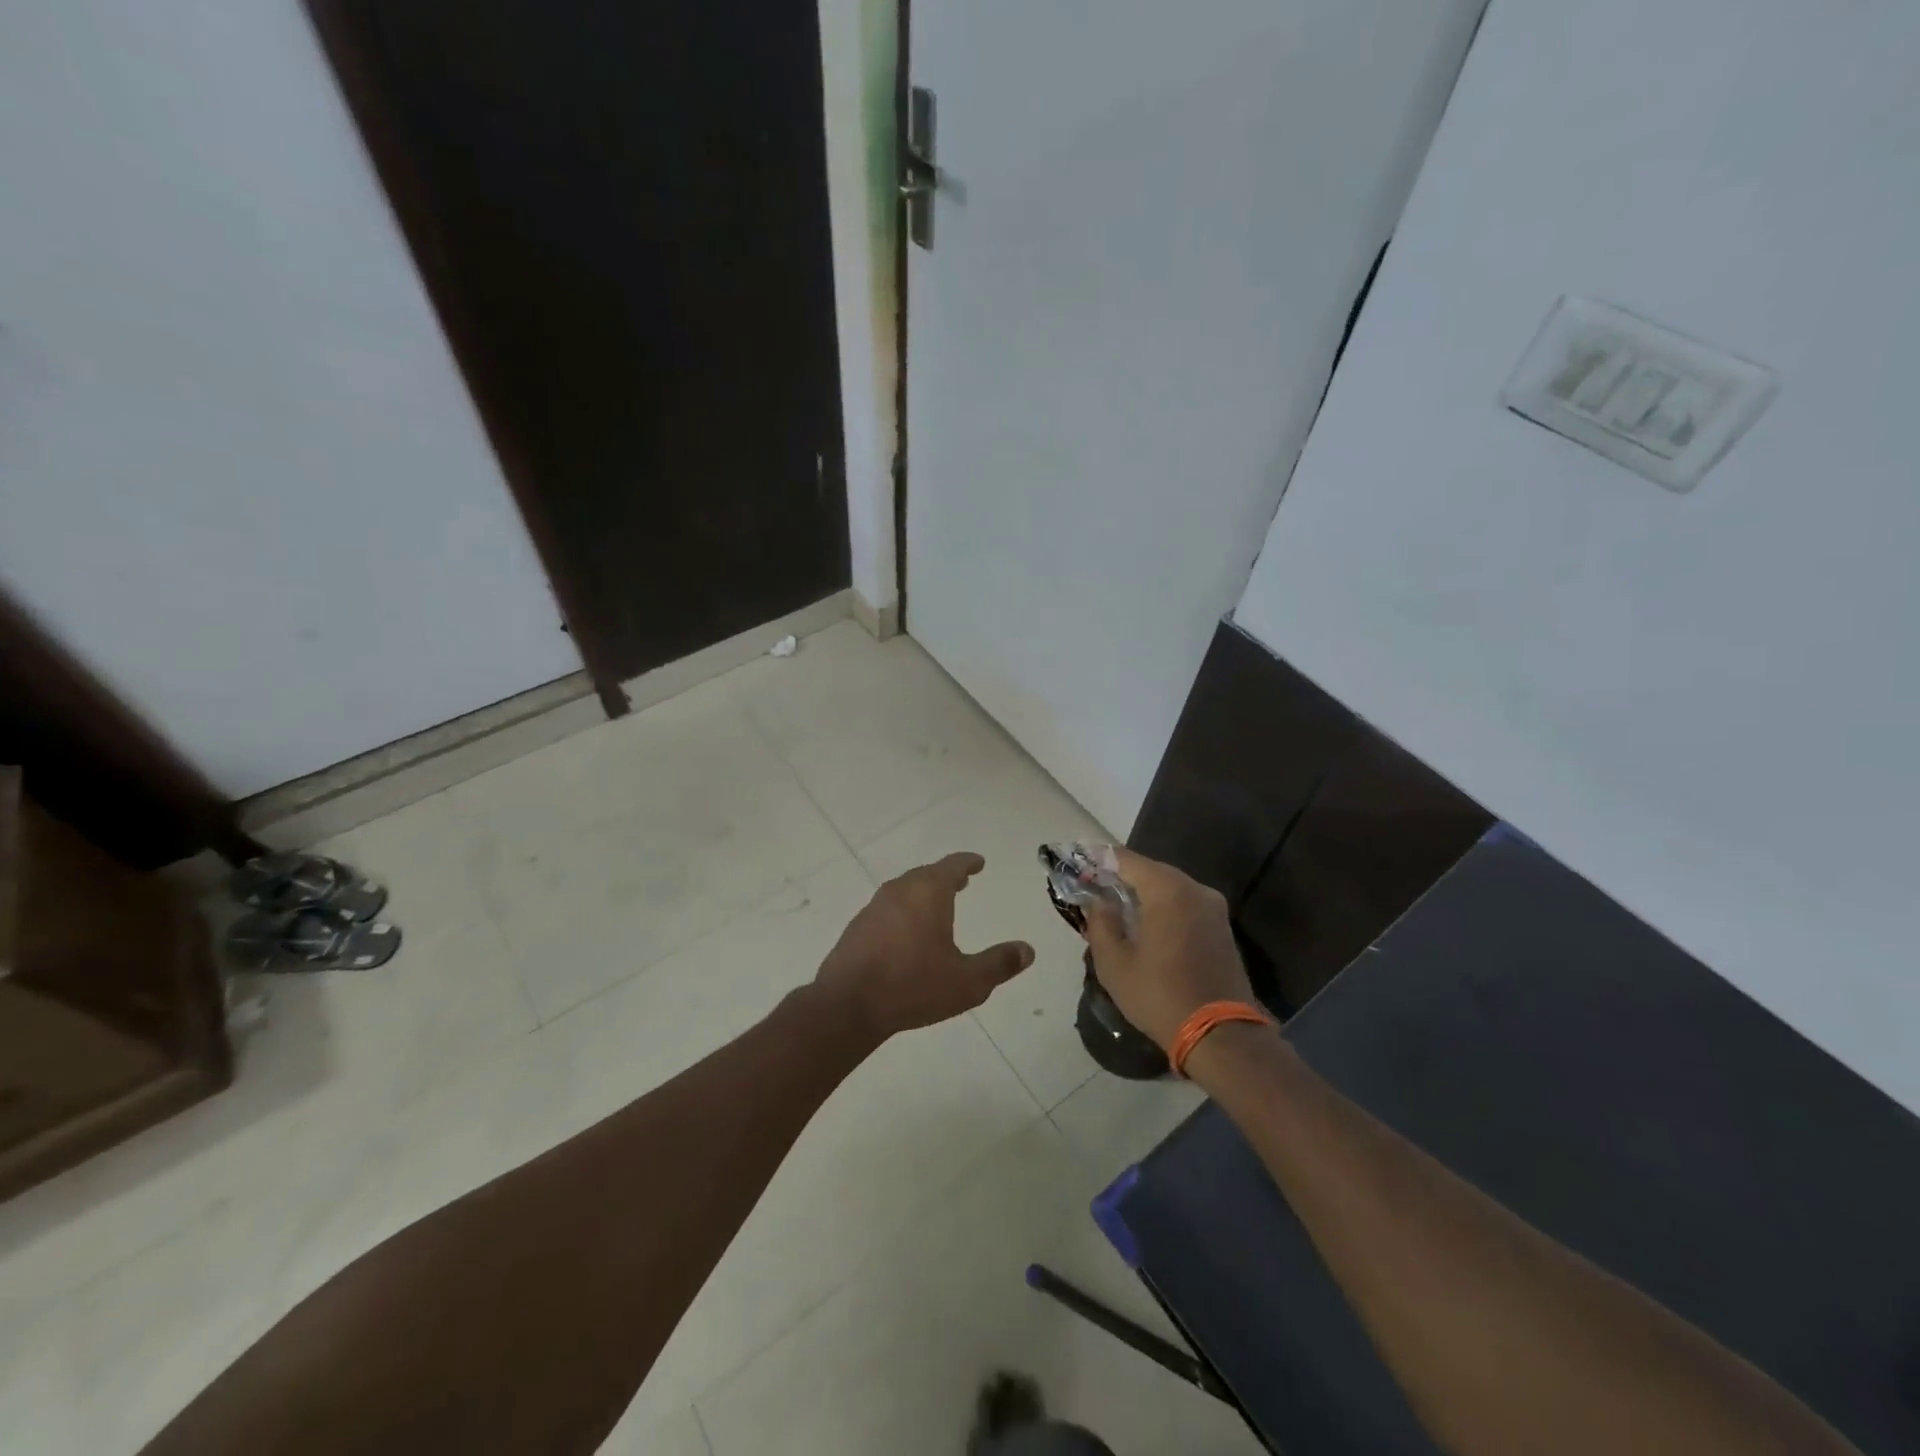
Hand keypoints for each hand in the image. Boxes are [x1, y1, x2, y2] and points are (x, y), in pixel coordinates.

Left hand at [814, 852, 1033, 1043]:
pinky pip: (888, 909)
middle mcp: (900, 890)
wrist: (847, 1004)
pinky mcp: (857, 927)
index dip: (968, 862)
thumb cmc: (913, 986)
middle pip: (927, 875)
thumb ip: (999, 964)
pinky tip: (907, 933)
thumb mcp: (967, 981)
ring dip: (923, 893)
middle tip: (962, 882)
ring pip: (905, 891)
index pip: (952, 866)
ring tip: (937, 906)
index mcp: (928, 892)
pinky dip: (904, 911)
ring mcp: (874, 907)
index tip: (978, 862)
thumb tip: (1028, 950)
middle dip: (946, 877)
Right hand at [1082, 847, 1256, 1050]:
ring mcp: (1213, 907)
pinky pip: (1184, 903)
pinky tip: (1144, 925)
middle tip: (1092, 891)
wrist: (1222, 1035)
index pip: (1125, 859)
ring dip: (1141, 893)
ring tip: (1115, 910)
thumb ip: (1100, 923)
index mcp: (1167, 890)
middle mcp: (1195, 888)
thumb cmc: (1160, 996)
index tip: (1077, 867)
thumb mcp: (1114, 963)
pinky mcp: (1221, 926)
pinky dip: (1162, 907)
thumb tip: (1097, 901)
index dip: (1097, 860)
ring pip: (1168, 887)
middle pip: (1149, 870)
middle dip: (1119, 877)